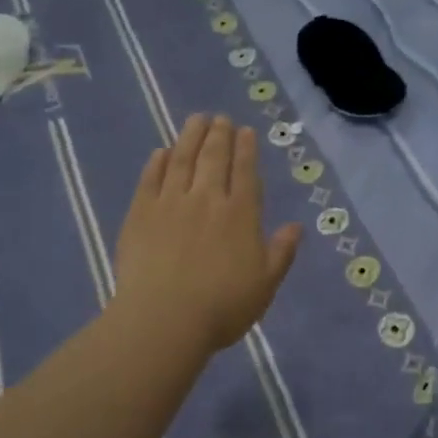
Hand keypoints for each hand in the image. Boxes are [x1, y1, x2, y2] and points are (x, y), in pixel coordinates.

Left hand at [112, 114, 301, 352]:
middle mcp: (207, 199)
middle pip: (214, 158)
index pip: (245, 172)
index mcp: (240, 215)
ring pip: (182, 159)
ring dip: (190, 136)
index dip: (246, 149)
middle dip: (219, 134)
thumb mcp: (265, 285)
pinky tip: (161, 152)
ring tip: (196, 120)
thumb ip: (281, 253)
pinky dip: (158, 162)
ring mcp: (170, 203)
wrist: (164, 319)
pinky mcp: (140, 213)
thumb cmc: (221, 308)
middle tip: (220, 118)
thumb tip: (296, 226)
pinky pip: (150, 178)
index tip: (245, 131)